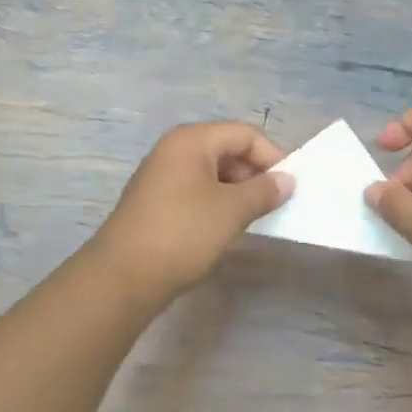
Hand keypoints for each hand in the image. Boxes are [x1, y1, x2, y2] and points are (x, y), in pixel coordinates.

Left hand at [88, 122, 292, 308]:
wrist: (122, 278)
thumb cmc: (182, 233)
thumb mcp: (231, 211)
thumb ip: (264, 191)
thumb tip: (287, 180)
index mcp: (192, 140)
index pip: (244, 134)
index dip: (272, 156)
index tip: (289, 186)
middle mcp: (174, 149)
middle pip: (227, 149)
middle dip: (254, 173)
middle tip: (274, 203)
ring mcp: (161, 175)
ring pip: (212, 172)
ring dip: (237, 190)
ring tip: (253, 217)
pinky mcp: (155, 201)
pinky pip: (196, 190)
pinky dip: (216, 202)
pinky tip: (225, 227)